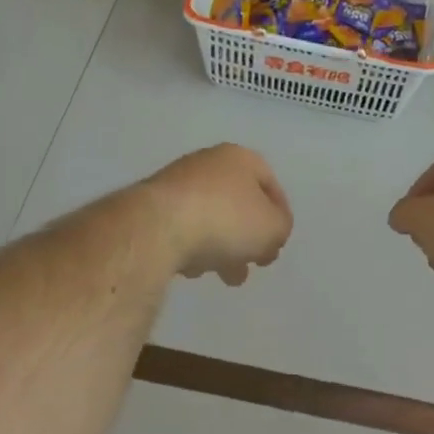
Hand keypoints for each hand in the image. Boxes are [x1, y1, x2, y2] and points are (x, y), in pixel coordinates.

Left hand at [144, 144, 292, 284]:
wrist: (157, 227)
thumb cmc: (225, 219)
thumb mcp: (272, 227)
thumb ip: (280, 227)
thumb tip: (271, 230)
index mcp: (240, 157)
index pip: (269, 183)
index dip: (279, 215)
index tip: (278, 244)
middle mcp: (208, 162)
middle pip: (238, 202)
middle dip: (249, 236)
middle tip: (253, 264)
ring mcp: (177, 182)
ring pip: (211, 216)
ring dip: (222, 246)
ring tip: (224, 275)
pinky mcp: (152, 206)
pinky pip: (183, 227)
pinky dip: (192, 246)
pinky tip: (192, 268)